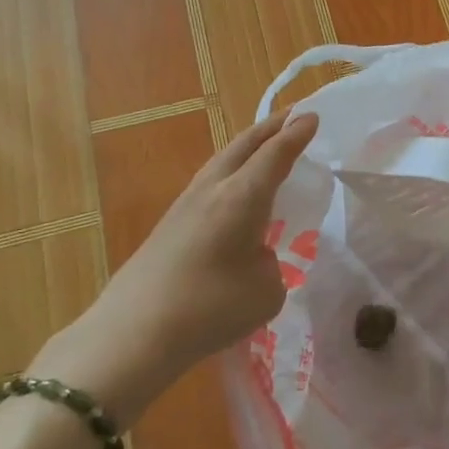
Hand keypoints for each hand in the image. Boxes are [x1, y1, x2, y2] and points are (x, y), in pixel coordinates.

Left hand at [34, 108, 318, 424]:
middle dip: (271, 127)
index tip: (313, 116)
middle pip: (244, 145)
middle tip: (293, 117)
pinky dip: (231, 172)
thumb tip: (254, 256)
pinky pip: (210, 183)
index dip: (296, 135)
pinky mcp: (169, 225)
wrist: (134, 333)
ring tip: (265, 145)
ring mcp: (185, 205)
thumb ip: (269, 263)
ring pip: (222, 161)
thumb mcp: (266, 290)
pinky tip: (235, 189)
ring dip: (248, 148)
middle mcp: (213, 190)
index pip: (275, 155)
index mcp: (243, 197)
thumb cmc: (211, 307)